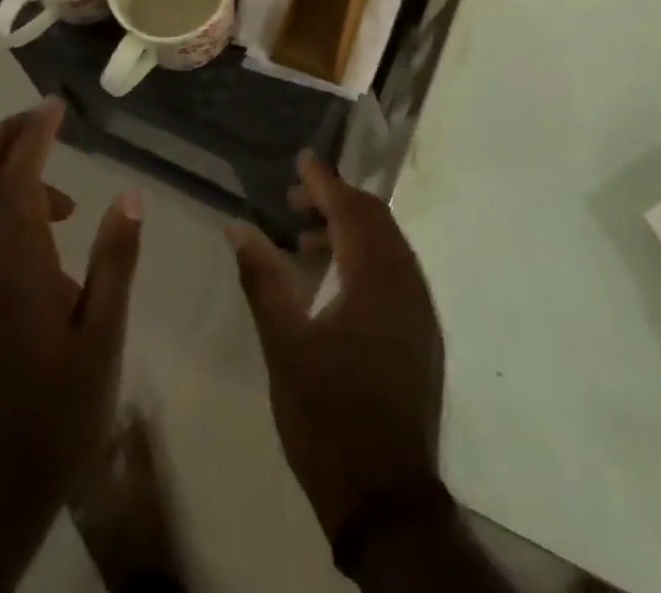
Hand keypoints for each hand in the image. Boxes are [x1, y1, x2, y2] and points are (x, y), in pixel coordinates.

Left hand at [0, 100, 143, 585]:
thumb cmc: (60, 412)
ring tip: (65, 189)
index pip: (18, 180)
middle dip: (1, 138)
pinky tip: (50, 236)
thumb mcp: (104, 337)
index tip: (56, 106)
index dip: (34, 135)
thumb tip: (129, 195)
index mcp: (18, 268)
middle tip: (40, 117)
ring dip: (6, 173)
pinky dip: (6, 208)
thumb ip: (115, 261)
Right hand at [227, 150, 444, 542]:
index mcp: (377, 278)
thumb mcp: (284, 346)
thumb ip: (263, 279)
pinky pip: (395, 272)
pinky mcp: (422, 335)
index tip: (302, 158)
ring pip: (387, 246)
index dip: (325, 180)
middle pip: (375, 219)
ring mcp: (420, 310)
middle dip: (336, 200)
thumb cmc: (329, 417)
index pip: (351, 209)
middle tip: (294, 200)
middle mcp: (407, 283)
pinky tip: (333, 281)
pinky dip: (364, 258)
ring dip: (349, 230)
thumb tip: (239, 227)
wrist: (386, 501)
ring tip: (304, 239)